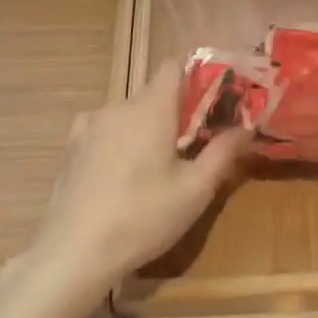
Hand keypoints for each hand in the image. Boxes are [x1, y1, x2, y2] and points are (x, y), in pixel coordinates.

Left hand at [26, 61, 250, 299]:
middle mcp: (119, 105)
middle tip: (188, 146)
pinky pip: (103, 131)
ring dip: (144, 129)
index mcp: (152, 107)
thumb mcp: (195, 190)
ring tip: (152, 169)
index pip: (173, 64)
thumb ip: (223, 152)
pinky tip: (118, 177)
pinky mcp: (70, 147)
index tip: (210, 96)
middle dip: (173, 112)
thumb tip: (246, 126)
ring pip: (127, 115)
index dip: (194, 72)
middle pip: (152, 94)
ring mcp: (90, 125)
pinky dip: (117, 143)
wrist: (74, 253)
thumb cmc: (143, 217)